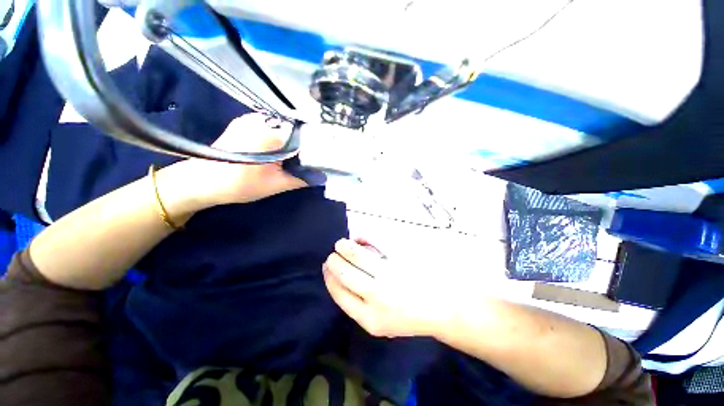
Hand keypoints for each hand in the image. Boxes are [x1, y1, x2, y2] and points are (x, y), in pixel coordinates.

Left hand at [156, 114, 307, 220]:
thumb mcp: (276, 185)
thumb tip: (322, 177)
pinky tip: (282, 150)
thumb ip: (302, 179)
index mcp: (271, 133)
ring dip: (294, 141)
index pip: (306, 135)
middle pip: (297, 129)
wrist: (202, 181)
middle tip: (312, 160)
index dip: (317, 146)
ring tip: (299, 156)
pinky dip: (282, 137)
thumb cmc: (239, 185)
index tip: (323, 158)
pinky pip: (273, 127)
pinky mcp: (246, 122)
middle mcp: (263, 119)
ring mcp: (253, 118)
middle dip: (306, 144)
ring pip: (285, 127)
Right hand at [323, 238, 464, 337]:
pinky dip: (364, 238)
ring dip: (344, 247)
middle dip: (334, 261)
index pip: (339, 293)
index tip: (326, 267)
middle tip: (332, 255)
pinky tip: (359, 238)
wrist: (440, 308)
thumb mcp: (379, 323)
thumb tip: (339, 278)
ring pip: (357, 256)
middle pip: (345, 273)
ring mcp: (390, 275)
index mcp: (369, 319)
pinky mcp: (400, 259)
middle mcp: (377, 297)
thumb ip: (358, 305)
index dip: (329, 278)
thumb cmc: (407, 317)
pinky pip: (376, 243)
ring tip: (341, 244)